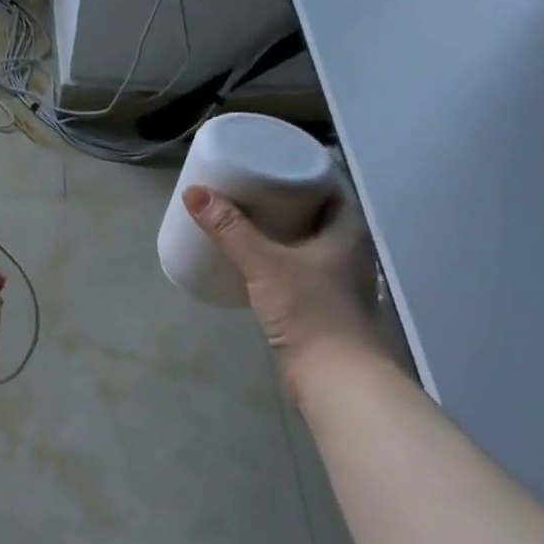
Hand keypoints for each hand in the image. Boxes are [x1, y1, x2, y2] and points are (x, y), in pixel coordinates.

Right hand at [183, 185, 382, 385]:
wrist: (333, 377)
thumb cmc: (309, 310)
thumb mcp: (264, 264)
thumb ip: (230, 230)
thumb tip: (195, 193)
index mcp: (347, 232)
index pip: (330, 189)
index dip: (302, 174)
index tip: (269, 166)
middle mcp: (348, 253)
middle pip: (315, 216)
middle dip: (284, 203)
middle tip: (247, 191)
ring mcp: (337, 282)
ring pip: (306, 245)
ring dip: (280, 233)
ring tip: (243, 222)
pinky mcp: (321, 307)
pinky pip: (297, 271)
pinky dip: (277, 261)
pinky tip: (252, 263)